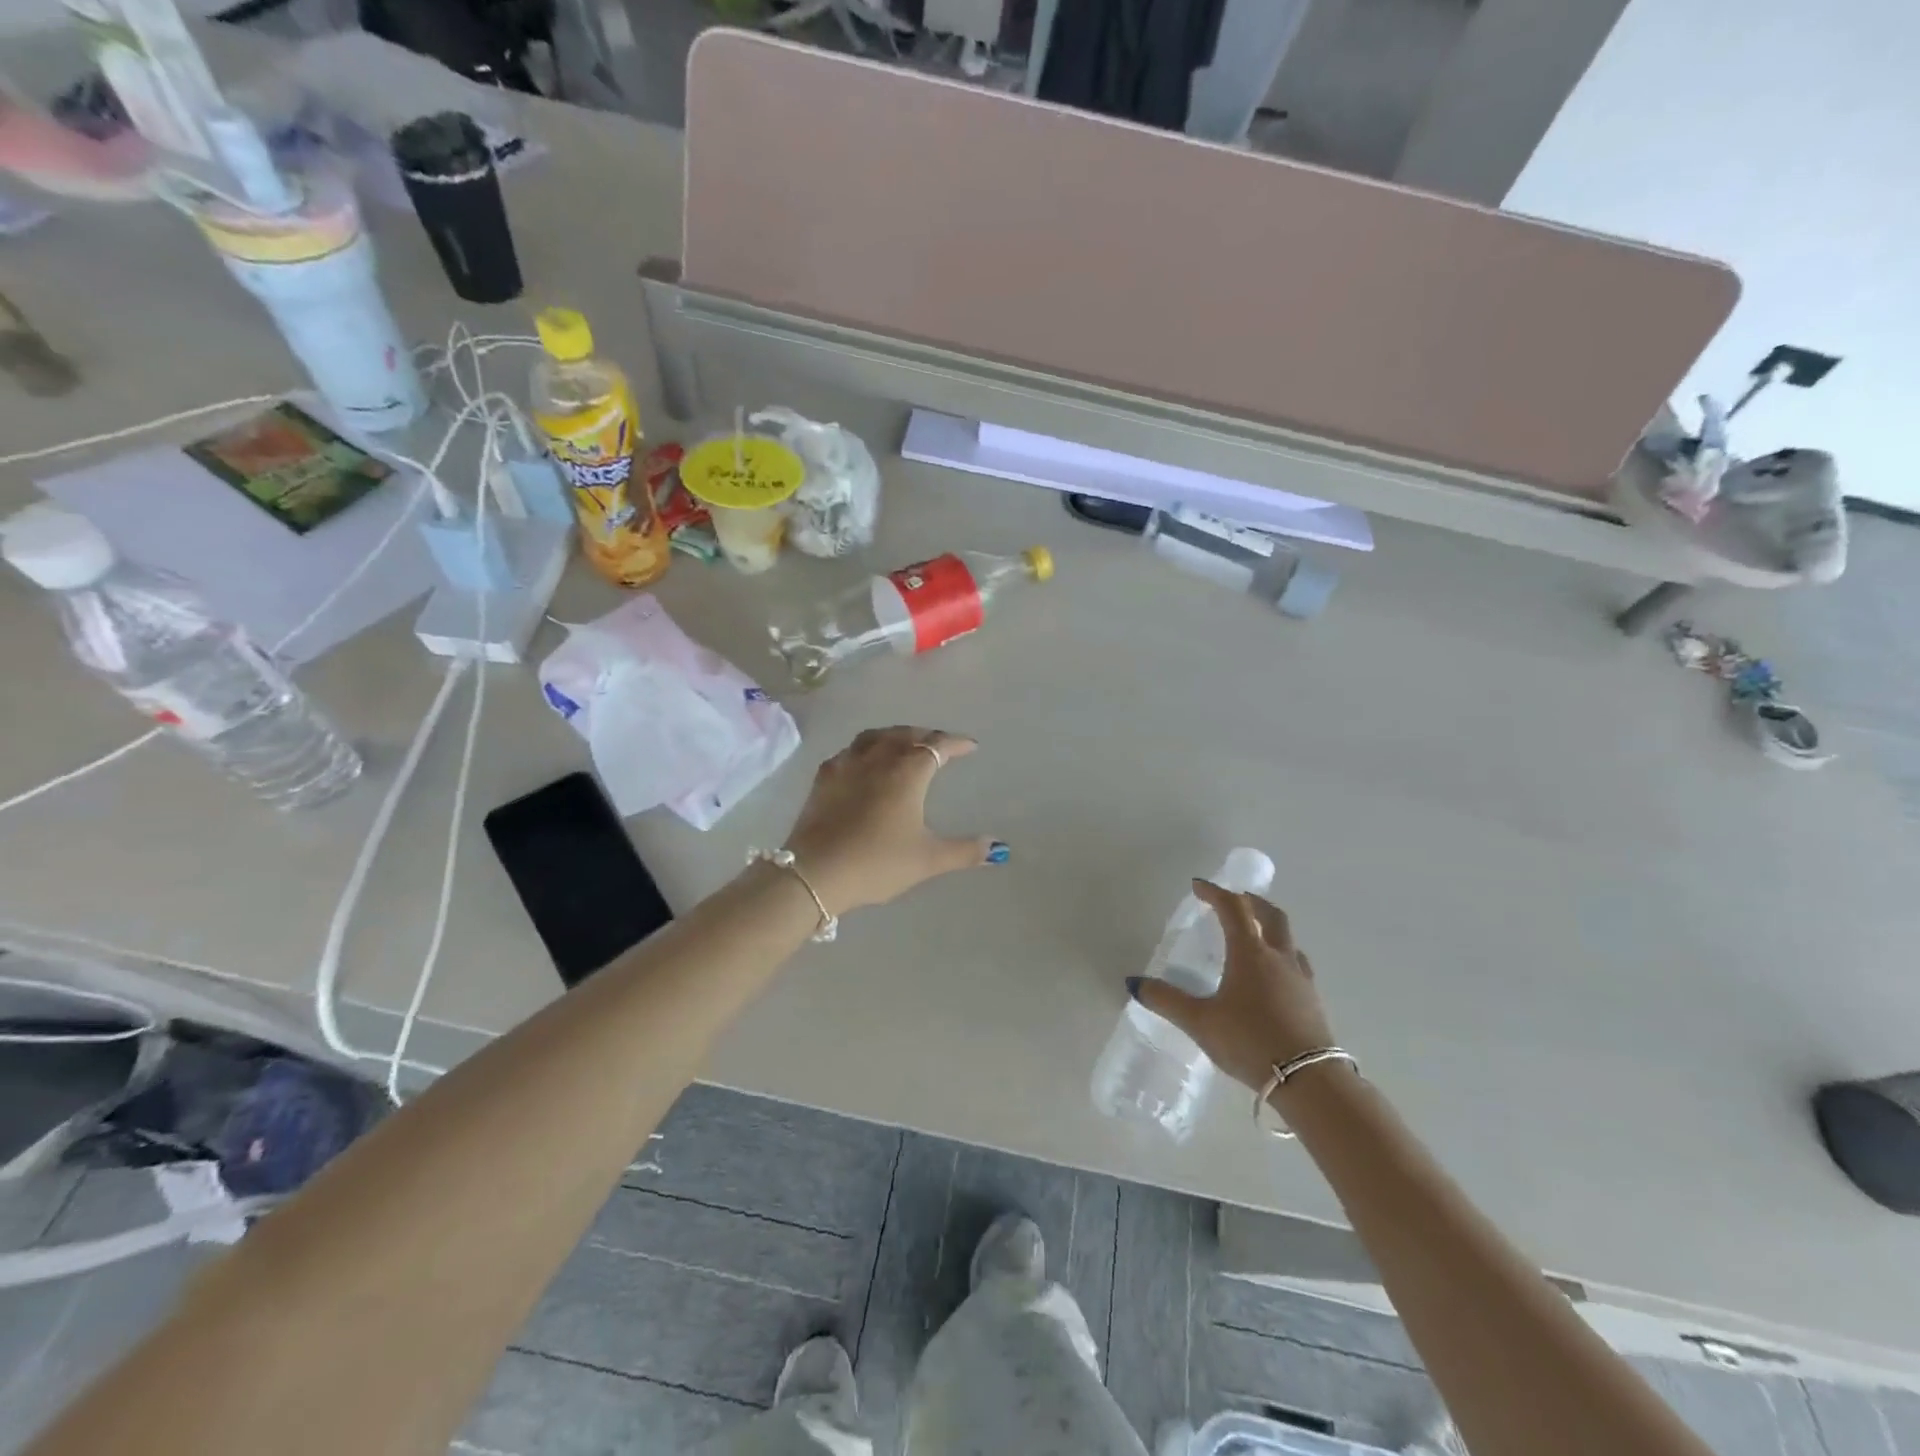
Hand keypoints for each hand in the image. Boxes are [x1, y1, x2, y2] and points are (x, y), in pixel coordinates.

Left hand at [783, 727, 1004, 915]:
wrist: (815, 873)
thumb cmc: (877, 862)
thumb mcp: (927, 859)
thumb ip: (964, 851)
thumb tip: (998, 848)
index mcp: (907, 772)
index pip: (937, 746)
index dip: (956, 743)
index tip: (970, 746)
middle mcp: (877, 759)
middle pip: (905, 734)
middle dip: (927, 734)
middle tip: (940, 742)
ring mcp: (846, 765)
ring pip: (875, 737)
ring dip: (895, 735)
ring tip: (904, 743)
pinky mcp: (823, 778)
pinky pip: (850, 751)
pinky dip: (866, 748)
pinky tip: (864, 762)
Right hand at [1131, 881, 1337, 1091]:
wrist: (1309, 1081)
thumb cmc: (1249, 1041)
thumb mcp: (1200, 1022)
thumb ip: (1167, 1000)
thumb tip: (1134, 983)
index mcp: (1250, 953)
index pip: (1233, 908)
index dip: (1214, 893)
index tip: (1198, 886)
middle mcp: (1279, 958)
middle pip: (1271, 915)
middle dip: (1251, 902)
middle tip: (1234, 900)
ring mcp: (1301, 979)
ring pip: (1288, 939)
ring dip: (1270, 928)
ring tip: (1254, 937)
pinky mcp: (1313, 1002)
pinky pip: (1297, 965)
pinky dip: (1281, 956)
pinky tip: (1273, 977)